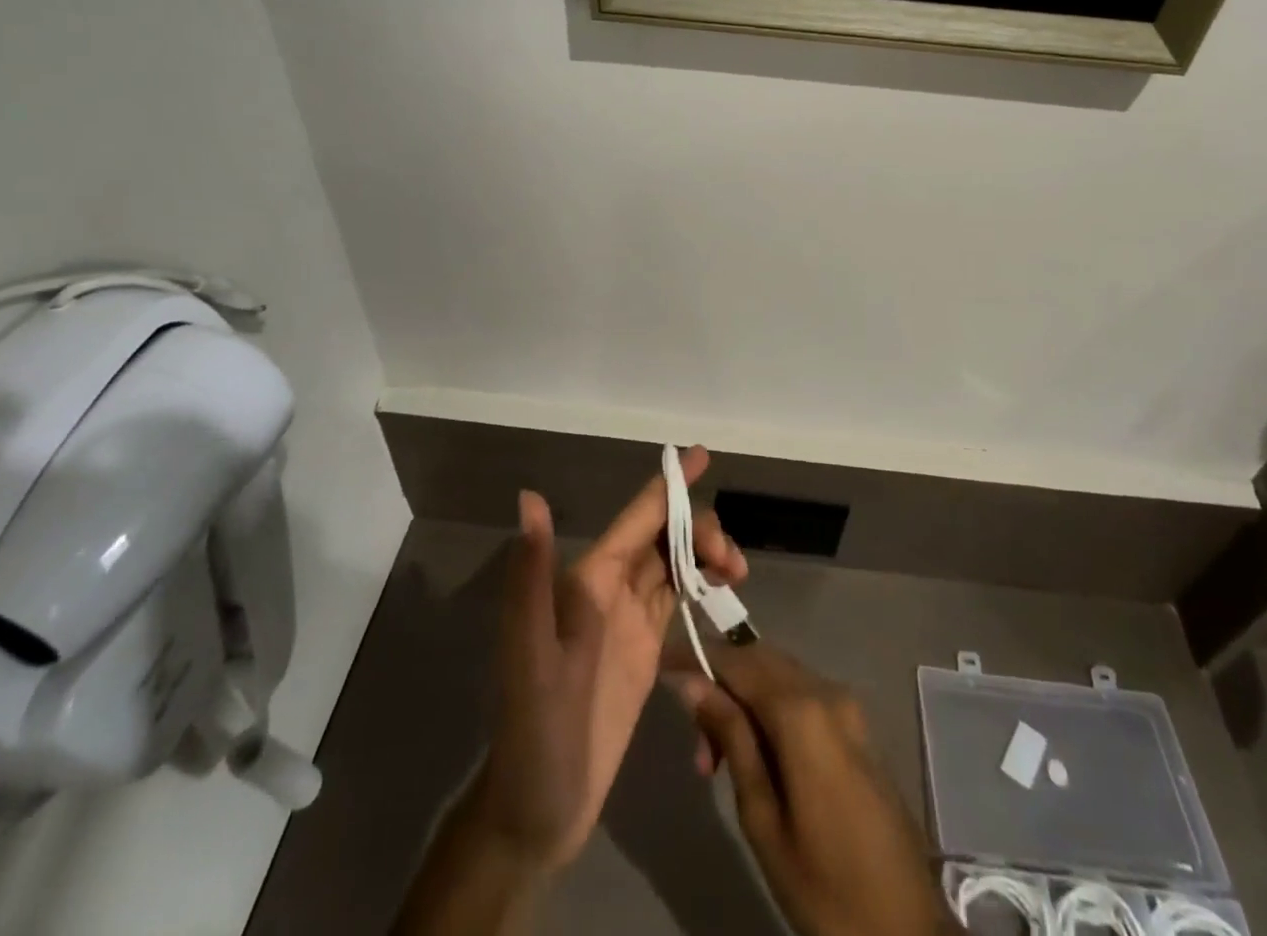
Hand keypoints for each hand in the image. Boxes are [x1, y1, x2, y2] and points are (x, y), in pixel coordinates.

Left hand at [476, 446, 746, 871]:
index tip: (701, 454)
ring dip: (704, 555)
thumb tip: (528, 497)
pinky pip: (677, 601)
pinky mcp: (643, 653)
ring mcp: (627, 621)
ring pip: (673, 564)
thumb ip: (531, 576)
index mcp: (587, 580)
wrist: (536, 811)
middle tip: (734, 562)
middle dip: (699, 529)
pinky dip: (702, 586)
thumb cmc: (533, 732)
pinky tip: (724, 594)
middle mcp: (608, 590)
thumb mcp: (528, 654)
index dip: (669, 486)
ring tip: (738, 573)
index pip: (636, 518)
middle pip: (662, 536)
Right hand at [670, 643, 955, 935]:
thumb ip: (732, 739)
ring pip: (780, 677)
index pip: (738, 661)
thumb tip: (694, 683)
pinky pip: (802, 696)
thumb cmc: (825, 884)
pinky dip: (771, 709)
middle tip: (694, 740)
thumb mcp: (763, 818)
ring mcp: (847, 706)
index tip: (663, 663)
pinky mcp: (856, 727)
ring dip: (744, 700)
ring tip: (717, 760)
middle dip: (720, 683)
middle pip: (760, 661)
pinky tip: (755, 754)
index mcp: (802, 711)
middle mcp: (827, 691)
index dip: (698, 656)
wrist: (906, 929)